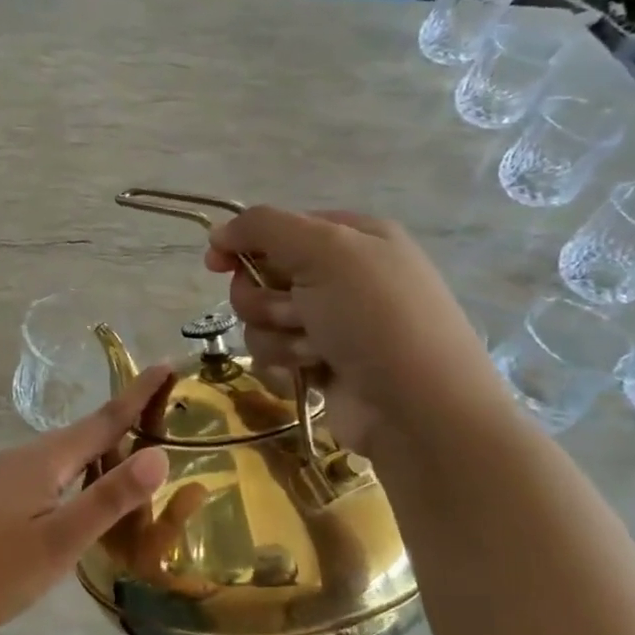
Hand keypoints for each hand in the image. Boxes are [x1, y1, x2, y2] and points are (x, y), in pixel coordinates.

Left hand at [0, 366, 173, 634]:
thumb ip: (108, 498)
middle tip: (166, 421)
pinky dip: (77, 475)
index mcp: (44, 459)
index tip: (167, 365)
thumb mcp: (59, 541)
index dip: (138, 395)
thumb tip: (159, 454)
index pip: (103, 419)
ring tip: (135, 460)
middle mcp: (24, 457)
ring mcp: (5, 476)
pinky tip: (83, 497)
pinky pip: (49, 474)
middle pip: (84, 434)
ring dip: (101, 453)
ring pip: (65, 457)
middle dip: (124, 424)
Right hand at [204, 206, 506, 451]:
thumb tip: (218, 233)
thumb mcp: (325, 250)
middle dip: (267, 299)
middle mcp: (340, 275)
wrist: (417, 407)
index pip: (278, 228)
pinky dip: (286, 362)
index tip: (217, 263)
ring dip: (279, 335)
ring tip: (315, 349)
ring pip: (262, 319)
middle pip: (262, 276)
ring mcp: (330, 322)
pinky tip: (315, 371)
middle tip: (296, 312)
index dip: (245, 244)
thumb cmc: (375, 316)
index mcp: (351, 236)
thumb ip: (264, 227)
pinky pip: (273, 353)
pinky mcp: (319, 363)